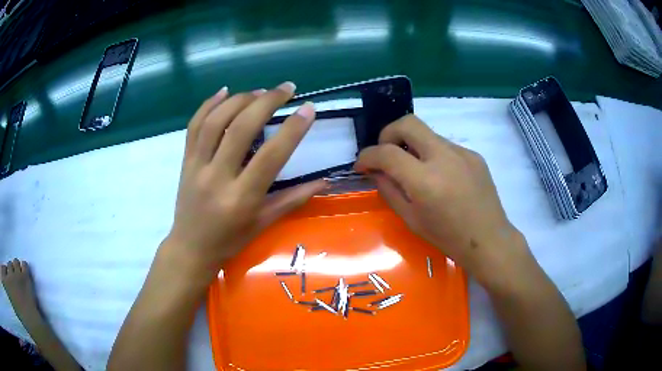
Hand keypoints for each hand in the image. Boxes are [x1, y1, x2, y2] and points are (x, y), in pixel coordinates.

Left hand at [163, 82, 325, 275]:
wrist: (191, 248)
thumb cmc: (230, 240)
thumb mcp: (263, 223)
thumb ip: (293, 199)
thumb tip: (325, 181)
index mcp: (242, 198)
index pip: (271, 156)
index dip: (293, 129)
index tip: (308, 108)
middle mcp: (217, 177)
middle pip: (241, 129)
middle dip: (266, 102)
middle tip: (287, 88)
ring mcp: (197, 167)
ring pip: (216, 122)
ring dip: (240, 99)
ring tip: (260, 91)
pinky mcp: (185, 161)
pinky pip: (194, 126)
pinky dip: (208, 104)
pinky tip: (224, 91)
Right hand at [355, 114, 525, 283]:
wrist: (488, 239)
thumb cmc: (448, 237)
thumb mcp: (411, 219)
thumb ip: (389, 190)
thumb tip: (376, 171)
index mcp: (425, 181)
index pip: (386, 153)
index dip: (367, 156)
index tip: (361, 165)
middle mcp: (444, 157)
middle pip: (408, 123)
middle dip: (388, 133)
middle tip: (385, 154)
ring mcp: (462, 153)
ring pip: (427, 134)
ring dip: (412, 146)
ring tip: (414, 170)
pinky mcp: (473, 154)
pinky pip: (445, 146)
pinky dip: (433, 155)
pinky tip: (440, 176)